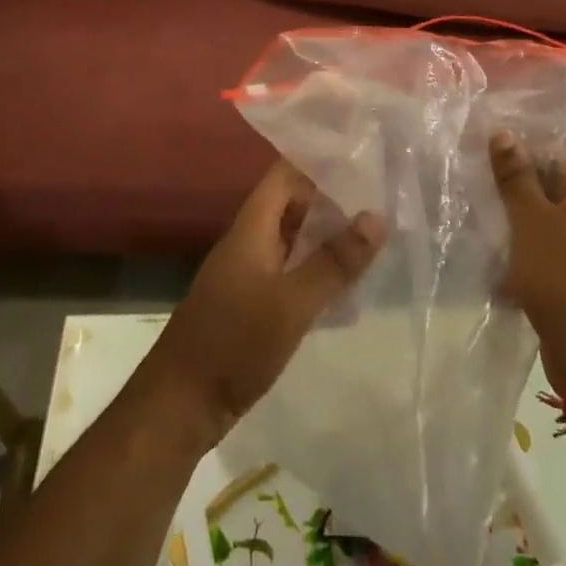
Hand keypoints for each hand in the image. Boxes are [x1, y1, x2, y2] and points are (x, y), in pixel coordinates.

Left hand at [142, 161, 386, 446]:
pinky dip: (318, 270)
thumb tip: (377, 216)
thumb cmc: (235, 342)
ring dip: (329, 237)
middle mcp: (250, 240)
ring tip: (376, 238)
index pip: (286, 174)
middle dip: (333, 201)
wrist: (182, 403)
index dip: (320, 163)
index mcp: (252, 227)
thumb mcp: (292, 302)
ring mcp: (250, 272)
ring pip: (295, 239)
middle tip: (383, 201)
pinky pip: (292, 271)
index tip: (363, 162)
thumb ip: (334, 261)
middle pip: (293, 204)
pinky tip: (349, 286)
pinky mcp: (254, 302)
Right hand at [490, 132, 565, 395]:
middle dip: (516, 177)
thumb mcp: (531, 222)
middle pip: (555, 181)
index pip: (563, 148)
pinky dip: (526, 243)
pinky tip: (494, 246)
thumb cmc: (565, 278)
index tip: (488, 137)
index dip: (527, 139)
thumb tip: (505, 133)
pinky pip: (551, 246)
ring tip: (476, 203)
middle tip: (474, 167)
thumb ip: (516, 176)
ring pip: (549, 216)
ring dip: (517, 213)